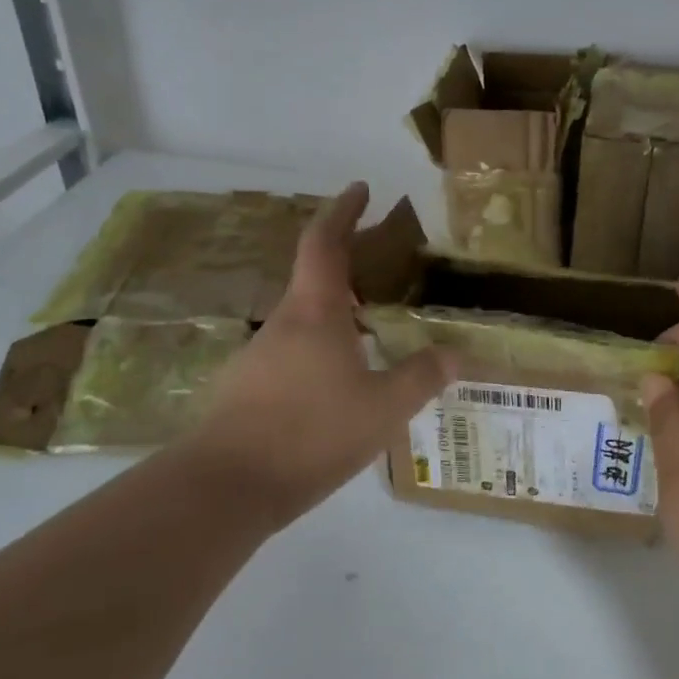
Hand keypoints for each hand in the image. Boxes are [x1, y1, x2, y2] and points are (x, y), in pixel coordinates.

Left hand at [181, 183, 456, 532]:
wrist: (222, 489)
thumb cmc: (309, 432)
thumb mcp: (383, 407)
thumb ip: (422, 377)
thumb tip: (455, 353)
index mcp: (315, 311)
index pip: (325, 242)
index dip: (343, 210)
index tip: (361, 189)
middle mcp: (283, 323)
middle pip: (314, 277)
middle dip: (348, 264)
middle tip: (384, 270)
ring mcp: (259, 356)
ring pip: (304, 319)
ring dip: (336, 313)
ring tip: (372, 331)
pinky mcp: (246, 389)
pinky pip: (293, 353)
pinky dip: (321, 349)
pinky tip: (340, 383)